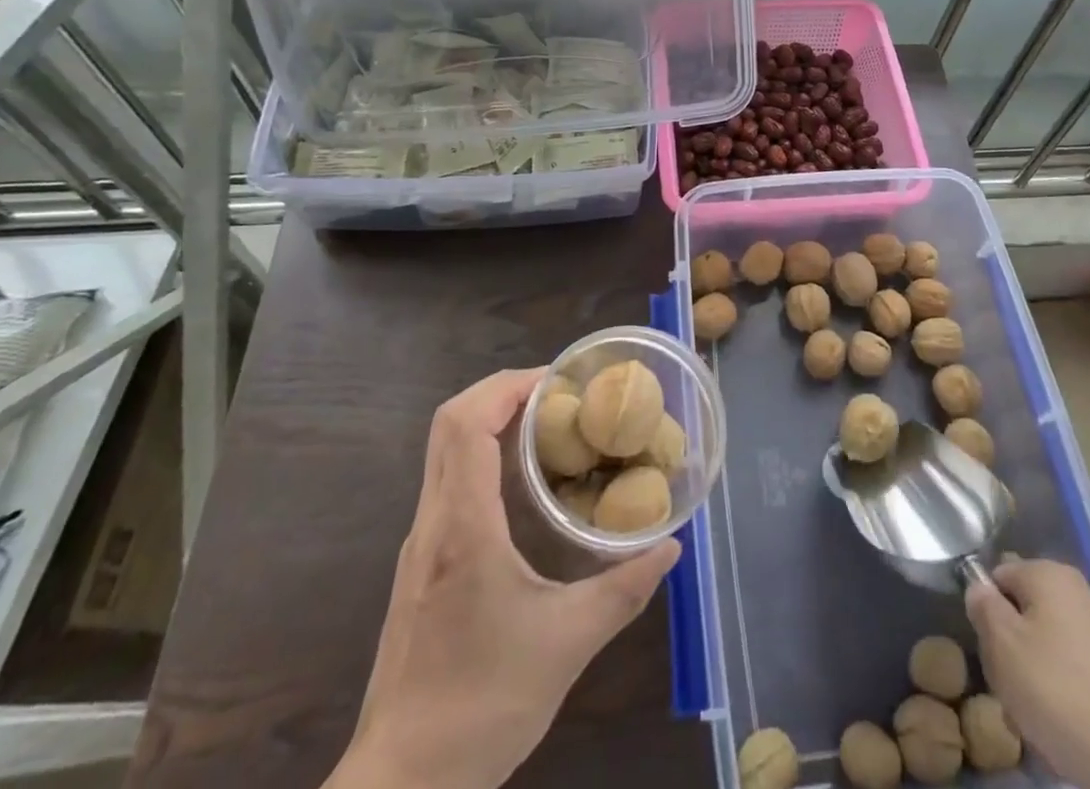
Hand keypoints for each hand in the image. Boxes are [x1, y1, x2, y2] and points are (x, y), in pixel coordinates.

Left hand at [326, 369, 680, 788]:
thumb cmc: (481, 707)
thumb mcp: (567, 646)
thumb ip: (624, 590)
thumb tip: (671, 548)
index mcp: (463, 528)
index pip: (466, 424)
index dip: (507, 386)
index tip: (557, 382)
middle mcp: (432, 525)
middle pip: (449, 424)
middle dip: (501, 393)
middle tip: (558, 396)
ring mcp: (419, 547)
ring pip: (445, 453)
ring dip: (492, 424)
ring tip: (549, 430)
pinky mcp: (419, 569)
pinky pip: (448, 485)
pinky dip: (483, 459)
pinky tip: (524, 490)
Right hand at [965, 558, 1089, 788]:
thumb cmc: (1059, 691)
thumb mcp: (1002, 645)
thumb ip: (983, 607)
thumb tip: (980, 589)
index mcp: (1050, 573)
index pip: (1000, 575)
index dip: (986, 608)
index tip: (988, 648)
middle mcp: (1081, 591)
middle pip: (1028, 609)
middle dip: (1014, 643)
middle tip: (1009, 684)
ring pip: (1053, 643)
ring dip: (1039, 671)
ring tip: (1036, 712)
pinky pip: (1080, 673)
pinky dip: (1068, 692)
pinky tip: (1068, 726)